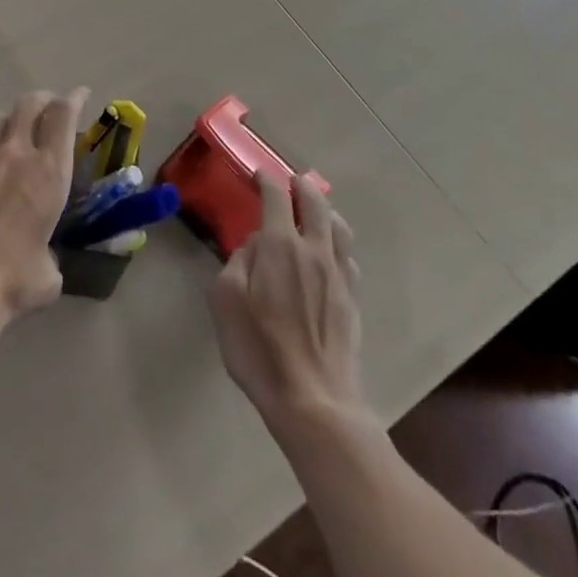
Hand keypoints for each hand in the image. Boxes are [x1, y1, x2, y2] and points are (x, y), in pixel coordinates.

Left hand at [0, 87, 86, 354]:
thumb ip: (50, 256)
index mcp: (49, 172)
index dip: (74, 99)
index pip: (64, 115)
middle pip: (30, 103)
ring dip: (11, 119)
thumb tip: (44, 259)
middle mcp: (16, 154)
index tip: (80, 94)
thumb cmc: (9, 283)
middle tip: (50, 108)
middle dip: (43, 100)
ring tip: (15, 132)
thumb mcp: (47, 276)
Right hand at [208, 170, 362, 428]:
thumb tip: (254, 245)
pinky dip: (337, 244)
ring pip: (339, 226)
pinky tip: (329, 254)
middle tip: (290, 182)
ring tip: (314, 210)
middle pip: (315, 201)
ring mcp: (338, 274)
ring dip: (325, 210)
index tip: (257, 175)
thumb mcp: (225, 300)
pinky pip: (348, 257)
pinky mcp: (352, 299)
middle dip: (301, 185)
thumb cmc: (259, 348)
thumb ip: (238, 261)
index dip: (266, 179)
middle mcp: (313, 250)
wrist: (314, 402)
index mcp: (279, 244)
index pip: (276, 195)